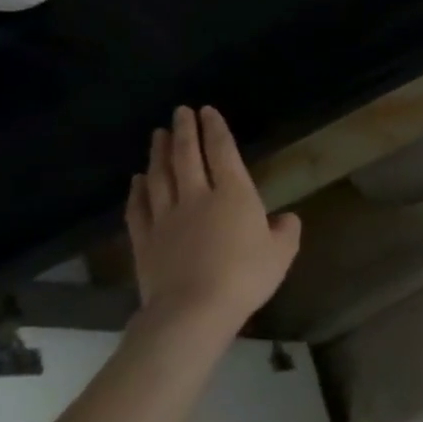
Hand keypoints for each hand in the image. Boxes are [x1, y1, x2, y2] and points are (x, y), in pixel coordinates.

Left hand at [125, 106, 300, 336]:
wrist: (192, 311)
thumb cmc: (245, 276)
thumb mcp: (282, 252)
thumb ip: (285, 230)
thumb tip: (284, 219)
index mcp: (234, 194)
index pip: (223, 152)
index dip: (215, 130)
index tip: (208, 110)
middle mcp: (197, 197)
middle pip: (186, 157)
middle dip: (184, 131)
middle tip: (180, 112)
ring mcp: (166, 218)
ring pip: (159, 177)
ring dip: (158, 153)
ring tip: (158, 135)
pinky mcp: (145, 240)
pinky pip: (139, 208)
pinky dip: (138, 190)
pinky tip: (137, 180)